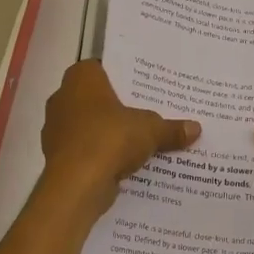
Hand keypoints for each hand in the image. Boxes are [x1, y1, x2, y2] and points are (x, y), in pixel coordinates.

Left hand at [40, 60, 199, 209]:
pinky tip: (125, 162)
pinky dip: (102, 154)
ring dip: (110, 132)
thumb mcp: (150, 130)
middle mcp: (63, 97)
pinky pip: (86, 149)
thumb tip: (196, 128)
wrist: (75, 185)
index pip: (103, 67)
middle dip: (120, 106)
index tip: (145, 85)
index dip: (124, 76)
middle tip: (149, 111)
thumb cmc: (109, 139)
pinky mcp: (58, 156)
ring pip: (91, 125)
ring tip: (141, 138)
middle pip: (97, 98)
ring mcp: (57, 128)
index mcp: (81, 78)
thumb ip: (171, 128)